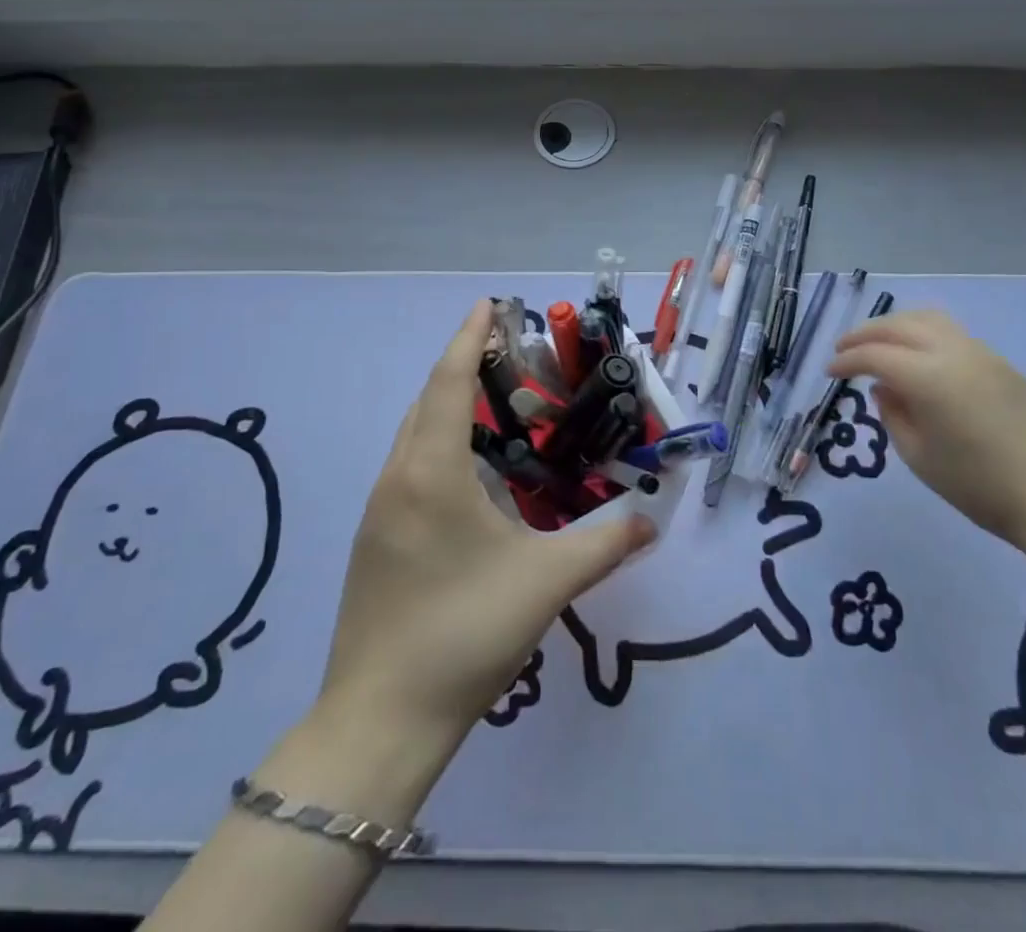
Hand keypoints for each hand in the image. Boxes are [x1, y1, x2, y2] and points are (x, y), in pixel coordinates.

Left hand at [317, 300, 654, 741]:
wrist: (380, 720)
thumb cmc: (464, 633)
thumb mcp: (546, 582)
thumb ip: (605, 544)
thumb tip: (650, 522)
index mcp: (433, 472)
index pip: (450, 382)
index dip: (469, 338)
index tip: (488, 304)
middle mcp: (399, 477)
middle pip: (428, 399)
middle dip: (463, 364)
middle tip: (508, 352)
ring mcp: (379, 510)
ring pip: (414, 433)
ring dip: (448, 404)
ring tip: (495, 402)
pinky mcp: (375, 539)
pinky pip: (409, 465)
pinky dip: (438, 441)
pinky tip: (470, 470)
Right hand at [826, 309, 1025, 545]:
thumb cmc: (978, 484)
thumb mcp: (918, 456)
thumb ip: (892, 414)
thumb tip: (883, 388)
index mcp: (928, 376)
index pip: (875, 355)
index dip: (847, 360)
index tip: (829, 372)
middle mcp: (952, 352)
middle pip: (898, 326)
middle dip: (865, 334)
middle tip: (843, 349)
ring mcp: (979, 353)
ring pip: (926, 319)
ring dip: (894, 326)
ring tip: (877, 343)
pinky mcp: (998, 362)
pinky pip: (950, 332)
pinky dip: (921, 333)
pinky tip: (915, 356)